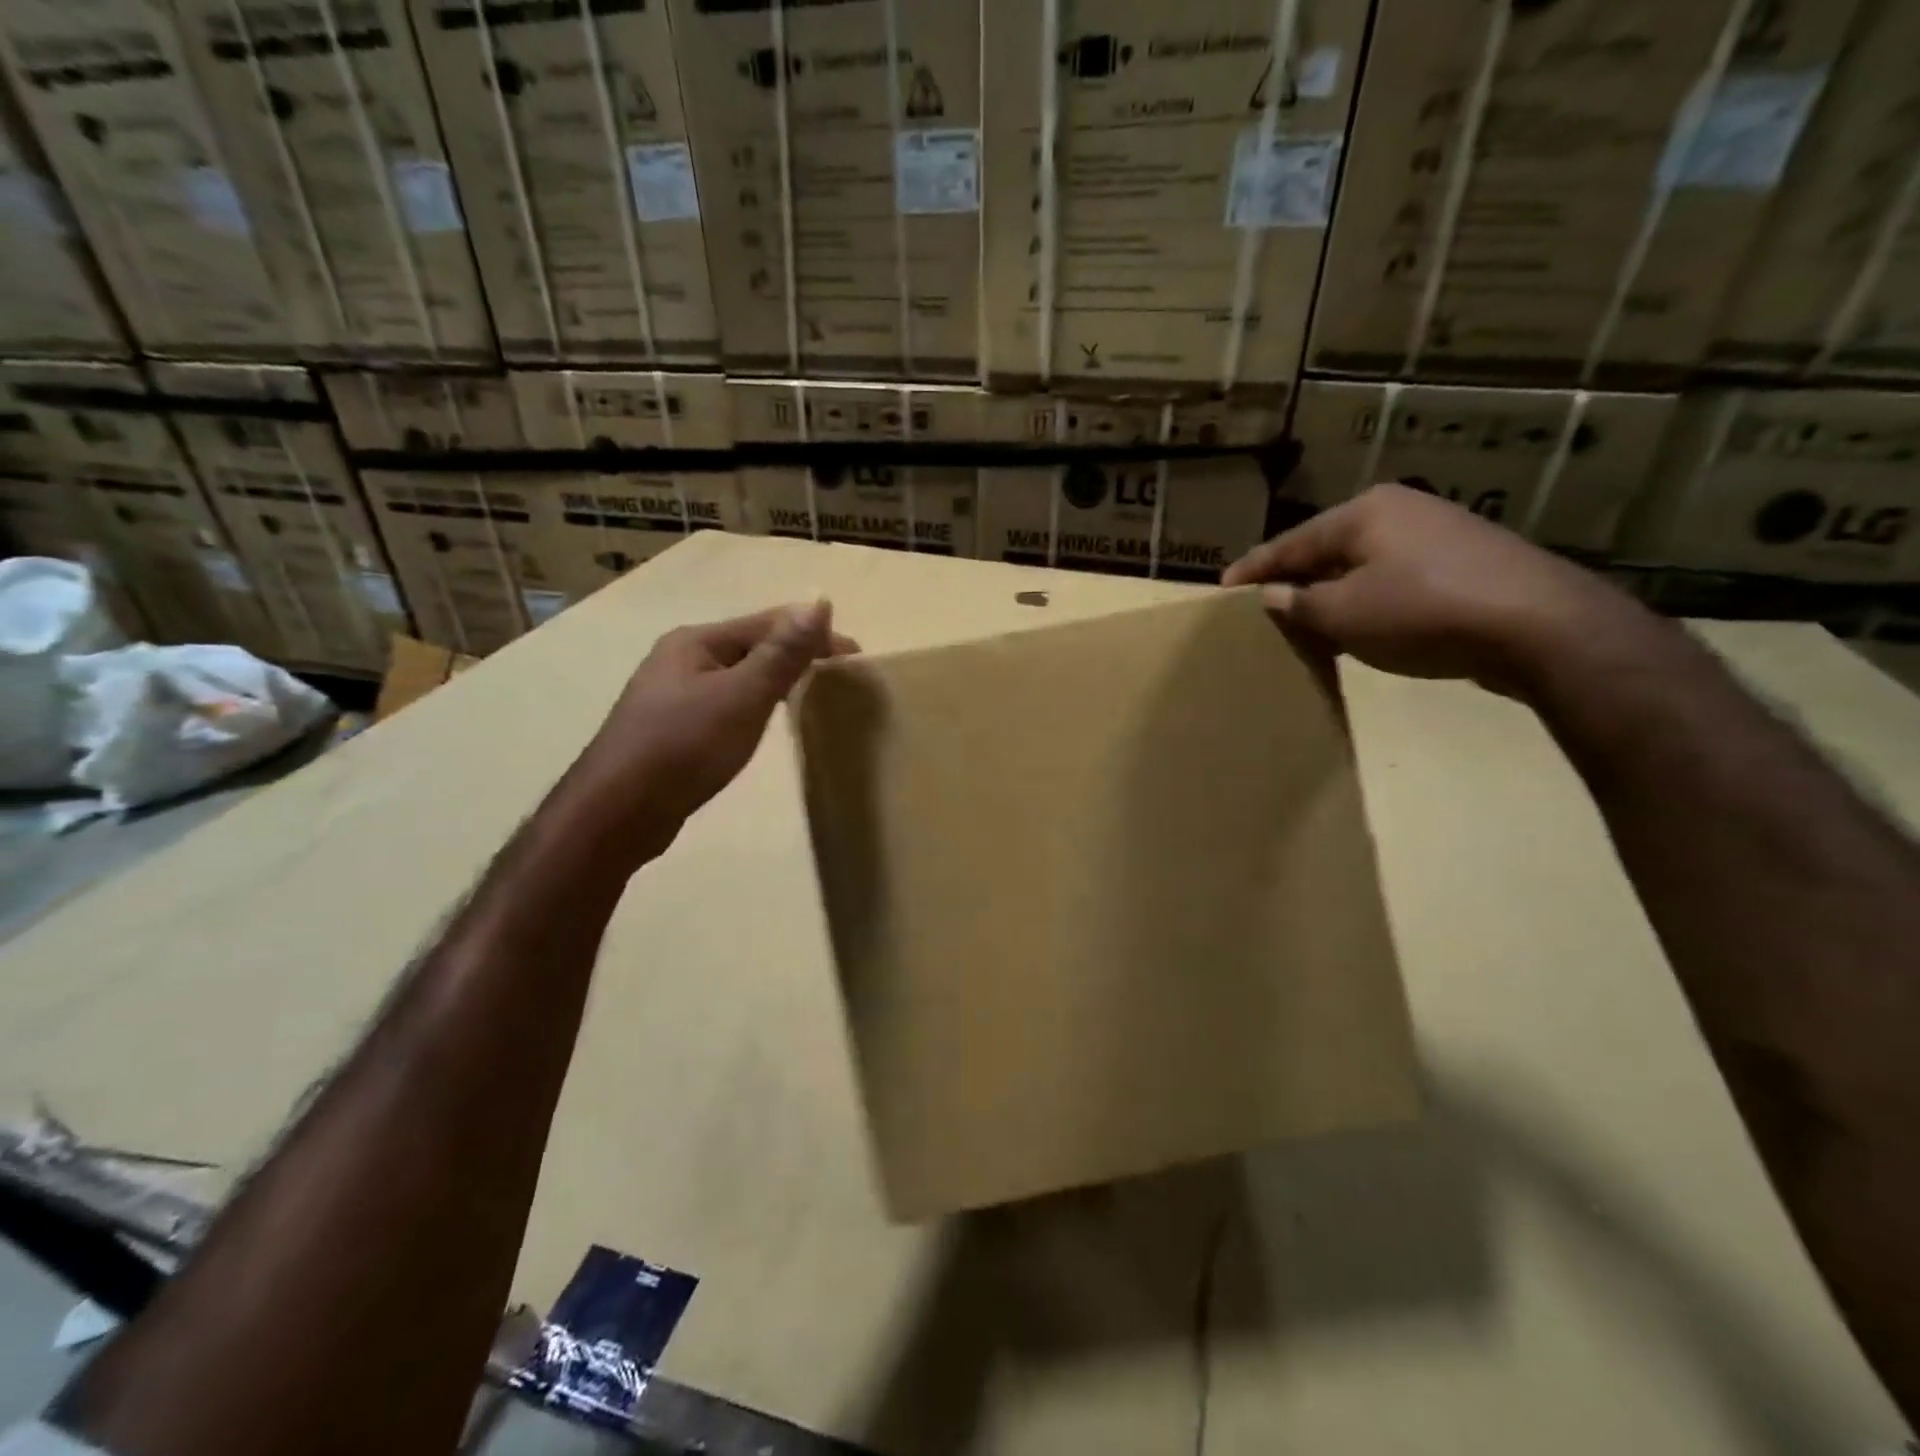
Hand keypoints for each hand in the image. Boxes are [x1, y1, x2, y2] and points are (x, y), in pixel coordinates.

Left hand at [558, 601, 857, 865]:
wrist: (618, 812)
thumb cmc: (684, 747)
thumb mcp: (742, 696)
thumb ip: (783, 652)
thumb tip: (819, 600)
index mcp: (696, 641)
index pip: (767, 623)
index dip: (814, 633)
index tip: (855, 655)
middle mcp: (681, 659)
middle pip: (751, 646)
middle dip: (796, 655)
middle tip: (838, 676)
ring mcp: (672, 695)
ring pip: (737, 676)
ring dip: (776, 679)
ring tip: (811, 694)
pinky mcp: (671, 728)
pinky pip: (725, 702)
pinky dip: (754, 704)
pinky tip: (764, 721)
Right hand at [1223, 484, 1659, 696]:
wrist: (1538, 626)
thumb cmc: (1422, 611)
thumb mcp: (1343, 613)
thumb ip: (1299, 603)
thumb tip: (1271, 597)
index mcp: (1363, 513)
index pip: (1289, 542)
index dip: (1253, 569)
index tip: (1222, 588)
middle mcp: (1399, 511)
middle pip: (1326, 548)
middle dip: (1293, 578)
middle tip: (1261, 605)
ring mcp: (1438, 533)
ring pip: (1361, 564)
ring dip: (1330, 592)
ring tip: (1303, 618)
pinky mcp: (1464, 562)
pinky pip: (1393, 578)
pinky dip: (1366, 598)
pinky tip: (1359, 623)